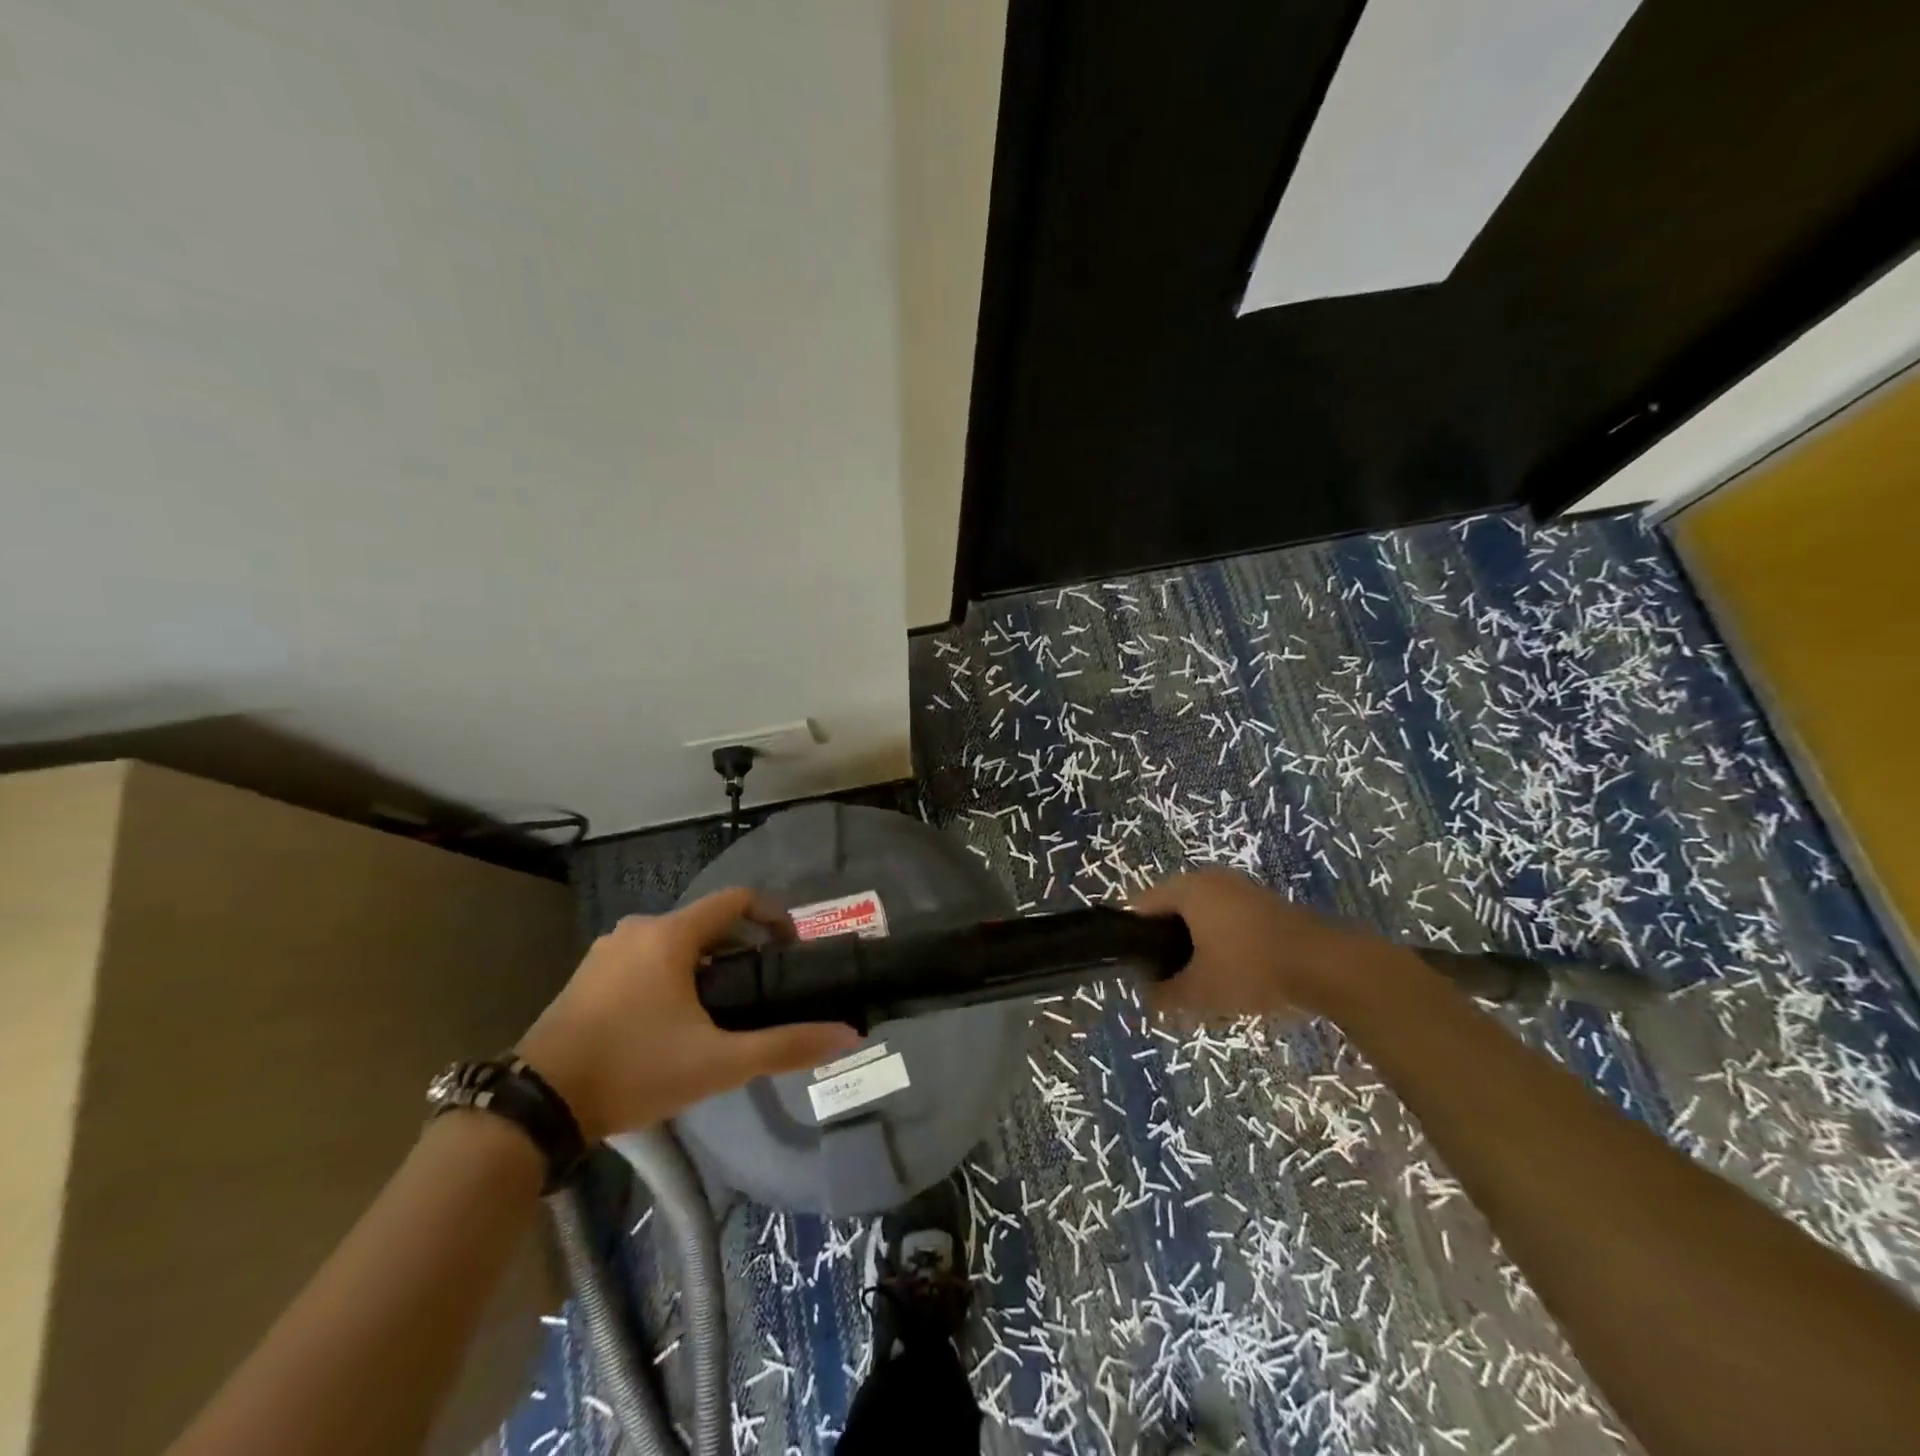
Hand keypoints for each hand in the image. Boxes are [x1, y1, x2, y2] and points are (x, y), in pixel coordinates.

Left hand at [517, 889, 861, 1141]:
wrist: (535, 1107)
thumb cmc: (634, 1070)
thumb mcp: (718, 1063)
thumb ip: (786, 1045)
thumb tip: (850, 1034)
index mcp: (671, 934)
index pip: (738, 900)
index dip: (774, 916)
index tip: (793, 949)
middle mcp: (638, 929)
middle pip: (708, 923)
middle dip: (741, 949)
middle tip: (761, 989)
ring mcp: (606, 952)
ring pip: (675, 943)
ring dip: (706, 965)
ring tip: (723, 1010)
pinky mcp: (586, 977)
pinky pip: (645, 960)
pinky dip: (671, 976)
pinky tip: (673, 1021)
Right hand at [1132, 869, 1410, 1021]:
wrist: (1327, 965)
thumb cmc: (1250, 968)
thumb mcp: (1200, 990)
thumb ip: (1165, 995)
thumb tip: (1146, 998)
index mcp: (1186, 889)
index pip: (1140, 908)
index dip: (1133, 941)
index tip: (1135, 972)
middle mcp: (1209, 879)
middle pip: (1171, 912)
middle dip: (1166, 948)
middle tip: (1167, 983)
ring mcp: (1240, 889)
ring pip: (1201, 918)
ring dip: (1195, 948)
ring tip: (1200, 984)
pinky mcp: (1264, 904)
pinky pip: (1227, 921)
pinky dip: (1221, 945)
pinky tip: (1232, 976)